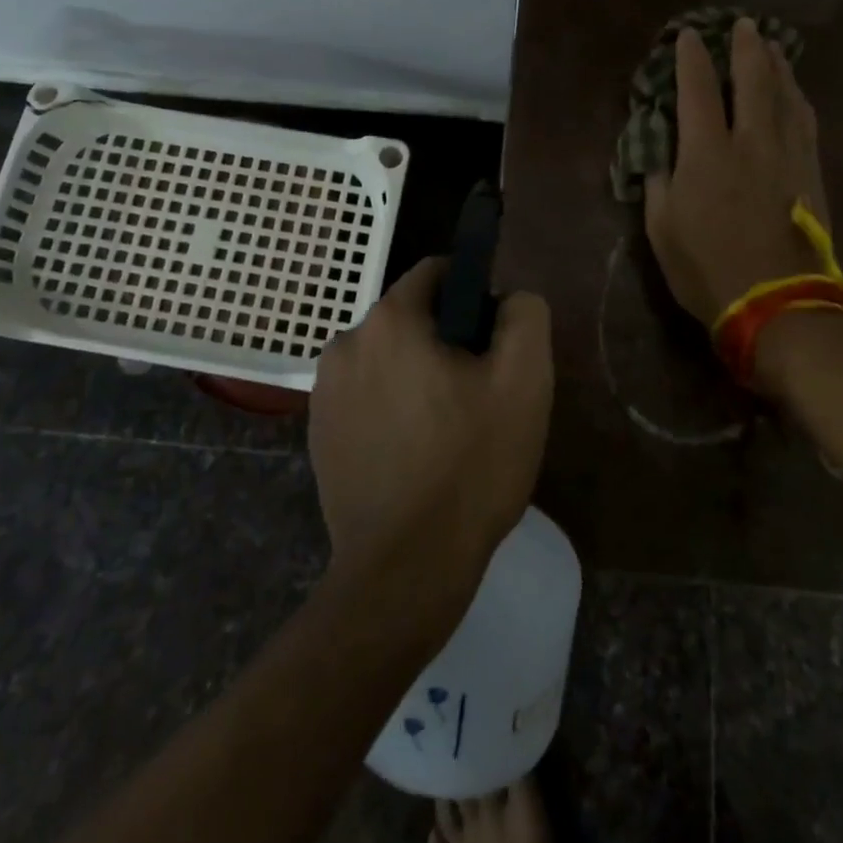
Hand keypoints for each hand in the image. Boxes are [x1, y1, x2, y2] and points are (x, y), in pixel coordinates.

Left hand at [308, 260, 553, 609]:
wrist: (405, 569)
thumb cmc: (470, 466)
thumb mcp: (524, 382)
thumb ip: (524, 316)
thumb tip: (509, 297)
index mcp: (389, 320)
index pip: (438, 273)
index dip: (475, 297)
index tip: (494, 344)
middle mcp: (345, 343)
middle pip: (412, 317)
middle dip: (447, 342)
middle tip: (478, 396)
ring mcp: (323, 390)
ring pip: (388, 358)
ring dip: (418, 376)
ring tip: (448, 431)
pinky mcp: (317, 432)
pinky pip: (366, 395)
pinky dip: (392, 407)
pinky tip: (415, 454)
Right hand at [644, 18, 831, 339]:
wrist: (778, 302)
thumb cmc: (707, 268)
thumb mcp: (661, 229)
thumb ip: (659, 182)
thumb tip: (661, 152)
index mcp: (706, 154)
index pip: (696, 91)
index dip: (691, 59)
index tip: (688, 36)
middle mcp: (750, 141)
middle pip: (752, 80)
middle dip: (745, 47)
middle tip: (742, 24)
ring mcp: (787, 155)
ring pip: (785, 95)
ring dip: (777, 64)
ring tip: (771, 45)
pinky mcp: (811, 172)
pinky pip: (805, 121)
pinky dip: (797, 97)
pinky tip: (795, 91)